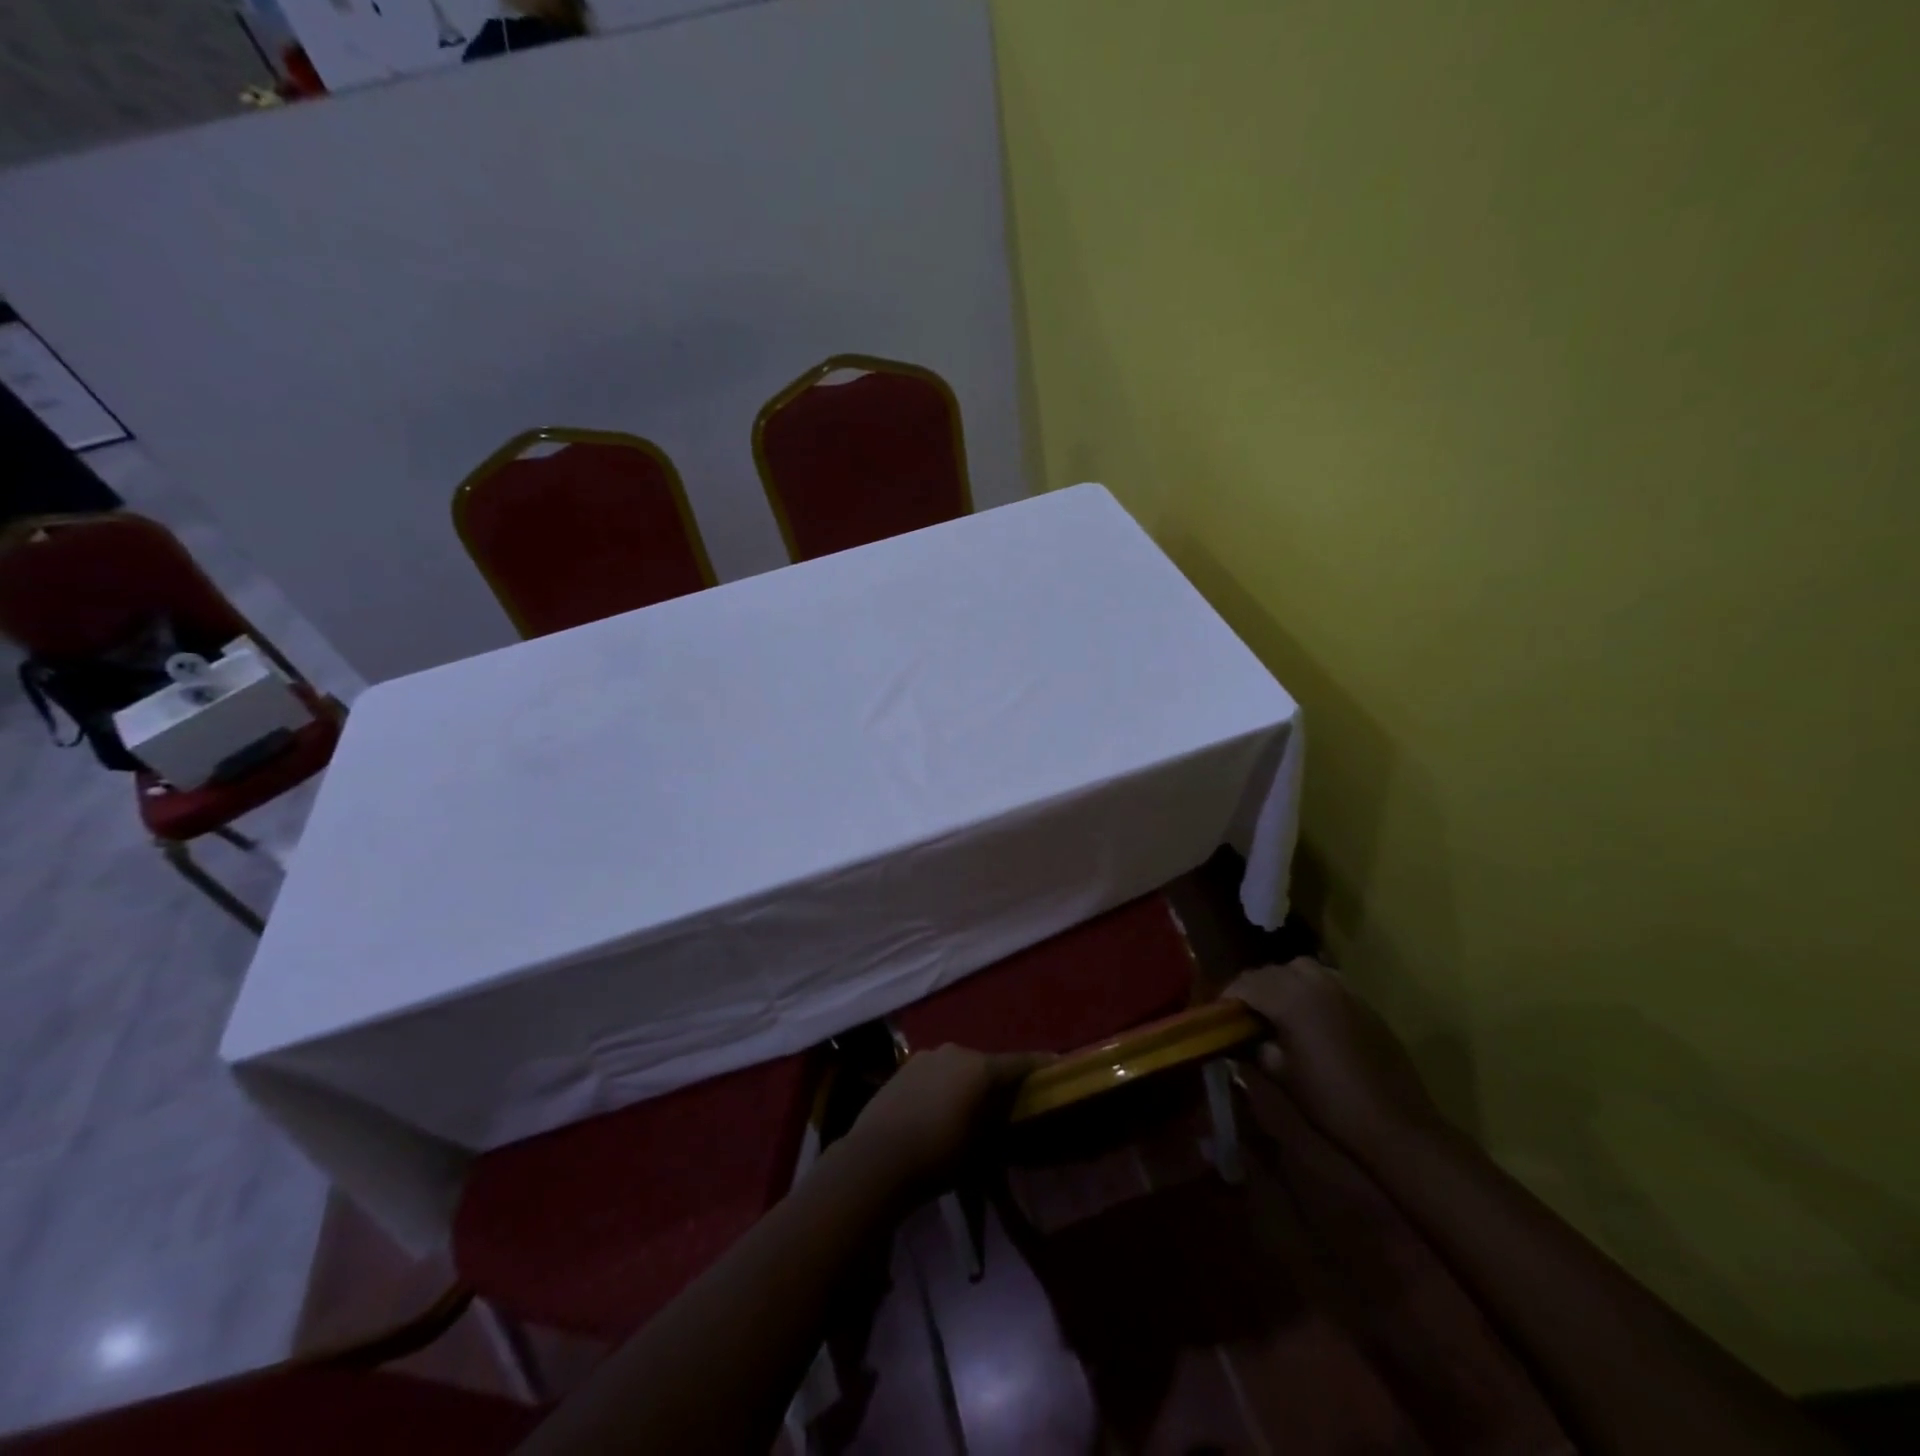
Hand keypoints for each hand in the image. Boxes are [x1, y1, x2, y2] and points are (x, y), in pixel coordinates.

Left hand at [841, 1045, 1045, 1203]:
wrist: (876, 1158)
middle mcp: (956, 1051)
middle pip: (988, 1064)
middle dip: (1000, 1079)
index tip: (1058, 1066)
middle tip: (1010, 1100)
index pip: (1021, 1063)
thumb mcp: (982, 1148)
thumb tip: (1010, 1115)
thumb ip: (1000, 1123)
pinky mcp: (904, 1067)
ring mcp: (926, 1056)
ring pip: (960, 1067)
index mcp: (980, 1067)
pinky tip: (941, 1107)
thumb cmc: (939, 1155)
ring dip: (969, 1082)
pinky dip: (945, 1085)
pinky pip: (936, 1073)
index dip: (1041, 1066)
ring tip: (973, 1106)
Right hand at [1226, 958, 1444, 1158]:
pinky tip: (1311, 1015)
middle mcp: (1314, 983)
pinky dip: (1311, 988)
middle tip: (1244, 1014)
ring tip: (1278, 1008)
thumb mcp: (1281, 1074)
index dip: (1227, 996)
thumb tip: (1243, 1037)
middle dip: (1253, 988)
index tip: (1219, 1014)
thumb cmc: (1329, 1100)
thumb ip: (1256, 1047)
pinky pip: (1327, 980)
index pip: (1246, 983)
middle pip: (1271, 971)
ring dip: (1283, 981)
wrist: (1395, 1124)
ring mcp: (1342, 989)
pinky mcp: (1363, 1002)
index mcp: (1289, 998)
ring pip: (1300, 968)